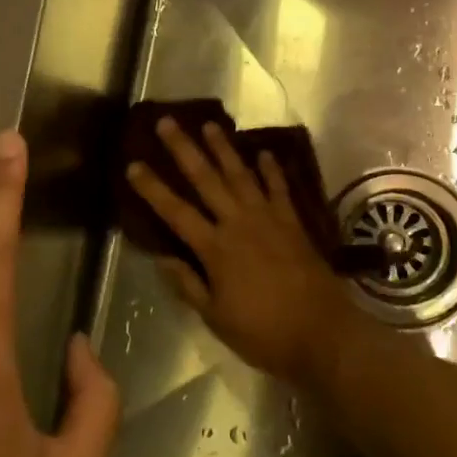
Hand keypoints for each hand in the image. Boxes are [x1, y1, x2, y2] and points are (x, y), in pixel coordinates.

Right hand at [125, 117, 356, 390]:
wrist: (324, 334)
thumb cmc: (264, 333)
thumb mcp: (216, 317)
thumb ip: (188, 284)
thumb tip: (161, 258)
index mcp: (215, 248)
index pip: (175, 212)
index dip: (152, 188)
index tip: (133, 165)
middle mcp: (239, 223)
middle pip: (206, 179)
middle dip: (184, 149)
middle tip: (167, 122)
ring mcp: (268, 219)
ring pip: (241, 174)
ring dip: (223, 148)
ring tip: (209, 125)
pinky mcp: (293, 223)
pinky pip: (279, 188)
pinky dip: (271, 170)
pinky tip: (264, 152)